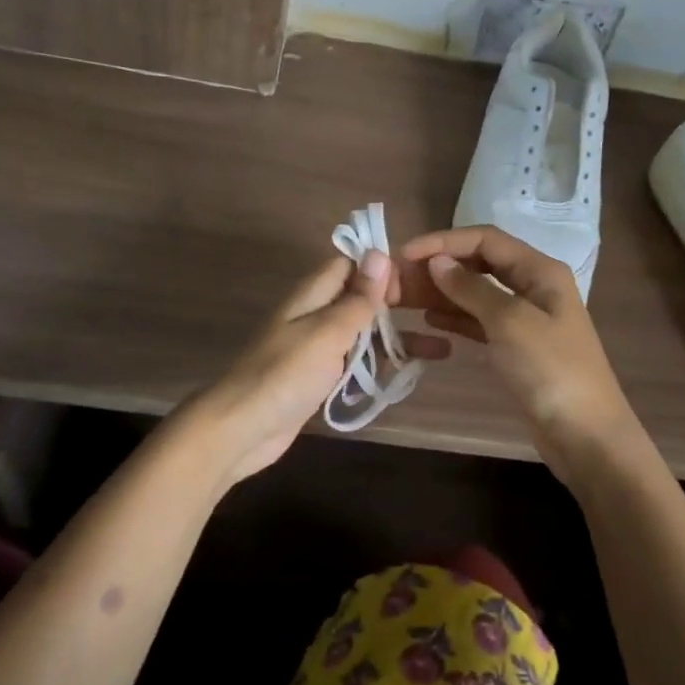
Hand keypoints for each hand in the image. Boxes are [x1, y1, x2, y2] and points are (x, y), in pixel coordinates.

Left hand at [183, 250, 450, 486]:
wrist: (242, 430)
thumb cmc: (285, 375)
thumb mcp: (327, 332)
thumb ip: (357, 298)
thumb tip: (379, 253)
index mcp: (312, 294)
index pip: (350, 264)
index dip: (381, 268)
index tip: (417, 282)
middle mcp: (315, 315)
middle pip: (360, 298)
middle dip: (397, 304)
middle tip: (438, 312)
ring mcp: (316, 348)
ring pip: (363, 333)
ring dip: (396, 337)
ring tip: (441, 348)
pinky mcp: (318, 378)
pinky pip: (355, 362)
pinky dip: (379, 364)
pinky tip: (409, 372)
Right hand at [397, 226, 640, 484]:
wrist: (586, 436)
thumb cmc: (551, 371)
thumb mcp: (510, 322)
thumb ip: (471, 288)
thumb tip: (438, 261)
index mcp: (540, 270)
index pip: (485, 239)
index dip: (443, 242)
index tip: (405, 254)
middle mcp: (533, 286)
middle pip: (480, 263)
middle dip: (440, 266)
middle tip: (399, 278)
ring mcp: (526, 318)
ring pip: (477, 292)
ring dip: (443, 292)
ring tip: (404, 298)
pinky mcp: (517, 346)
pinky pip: (480, 320)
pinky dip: (456, 317)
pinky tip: (430, 321)